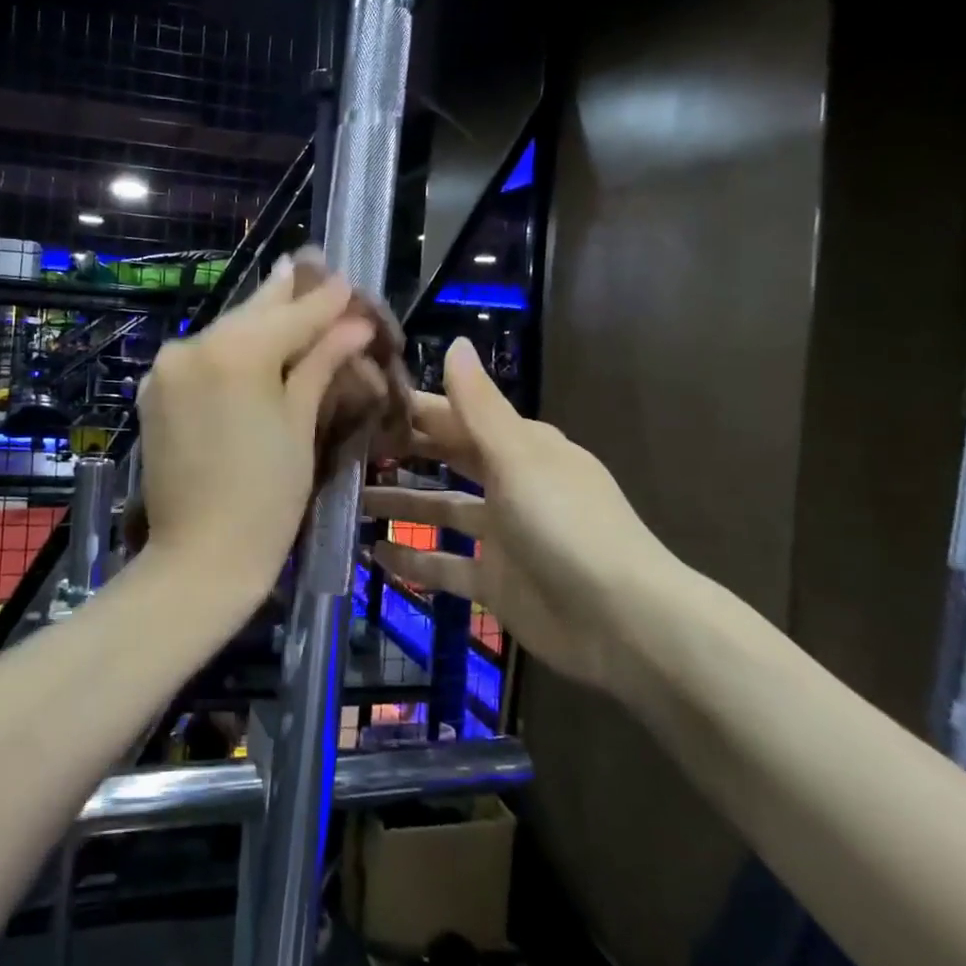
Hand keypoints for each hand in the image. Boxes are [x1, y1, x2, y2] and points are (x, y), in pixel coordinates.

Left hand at [137, 256, 380, 588]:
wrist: (199, 558)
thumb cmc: (267, 498)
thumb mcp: (300, 425)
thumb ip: (321, 363)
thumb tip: (354, 324)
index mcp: (234, 352)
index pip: (292, 314)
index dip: (326, 300)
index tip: (349, 281)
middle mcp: (192, 346)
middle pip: (252, 313)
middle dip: (287, 296)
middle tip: (314, 266)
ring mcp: (166, 368)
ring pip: (225, 332)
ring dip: (259, 321)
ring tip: (290, 297)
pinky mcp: (154, 391)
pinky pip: (201, 357)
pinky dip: (230, 349)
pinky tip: (253, 341)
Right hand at [362, 338, 691, 696]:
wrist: (622, 623)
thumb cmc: (566, 524)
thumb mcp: (518, 457)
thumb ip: (478, 406)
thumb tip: (455, 342)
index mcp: (520, 447)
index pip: (455, 416)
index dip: (411, 408)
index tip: (360, 400)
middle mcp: (509, 483)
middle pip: (446, 459)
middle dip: (400, 453)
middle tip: (343, 448)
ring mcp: (502, 534)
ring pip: (441, 511)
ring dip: (400, 505)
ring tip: (348, 501)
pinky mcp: (495, 580)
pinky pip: (445, 563)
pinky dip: (413, 560)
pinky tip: (373, 555)